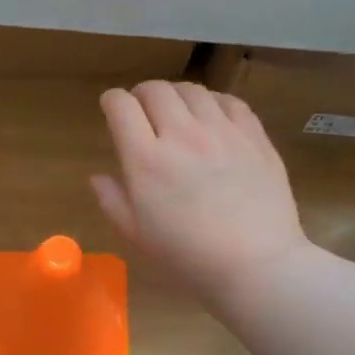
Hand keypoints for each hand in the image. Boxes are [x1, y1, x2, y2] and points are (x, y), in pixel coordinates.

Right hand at [93, 82, 313, 300]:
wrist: (255, 264)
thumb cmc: (188, 257)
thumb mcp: (137, 236)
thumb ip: (113, 201)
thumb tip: (99, 177)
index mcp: (146, 160)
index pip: (121, 106)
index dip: (111, 101)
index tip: (111, 109)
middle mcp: (181, 135)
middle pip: (155, 90)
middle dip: (141, 94)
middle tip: (142, 110)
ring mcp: (222, 131)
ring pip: (192, 90)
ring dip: (176, 95)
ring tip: (176, 112)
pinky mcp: (253, 136)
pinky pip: (229, 101)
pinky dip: (212, 101)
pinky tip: (211, 116)